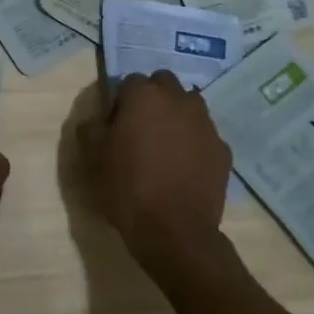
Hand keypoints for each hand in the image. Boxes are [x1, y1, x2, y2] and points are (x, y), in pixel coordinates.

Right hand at [77, 70, 232, 273]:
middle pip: (164, 84)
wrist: (175, 231)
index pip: (130, 82)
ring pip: (189, 105)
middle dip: (153, 99)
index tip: (115, 124)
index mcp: (144, 96)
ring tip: (166, 146)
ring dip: (177, 116)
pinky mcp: (222, 149)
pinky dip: (195, 142)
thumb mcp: (93, 158)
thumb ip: (91, 128)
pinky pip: (205, 135)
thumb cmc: (128, 187)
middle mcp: (178, 100)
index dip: (121, 101)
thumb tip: (97, 117)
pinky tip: (185, 167)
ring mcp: (205, 123)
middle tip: (141, 129)